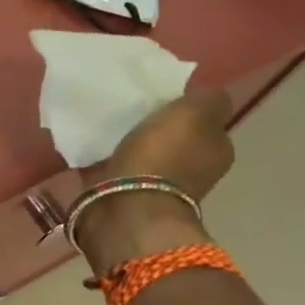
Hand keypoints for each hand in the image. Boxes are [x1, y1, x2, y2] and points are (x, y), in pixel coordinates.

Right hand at [75, 89, 233, 273]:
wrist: (126, 208)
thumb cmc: (163, 156)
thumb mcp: (195, 113)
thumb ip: (209, 99)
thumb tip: (209, 96)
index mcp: (215, 150)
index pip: (205, 122)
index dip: (186, 109)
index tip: (162, 96)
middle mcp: (192, 170)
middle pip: (173, 138)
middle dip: (155, 126)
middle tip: (131, 106)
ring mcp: (156, 185)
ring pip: (143, 152)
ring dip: (128, 140)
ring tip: (106, 121)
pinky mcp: (122, 194)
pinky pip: (113, 166)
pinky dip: (104, 156)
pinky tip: (89, 141)